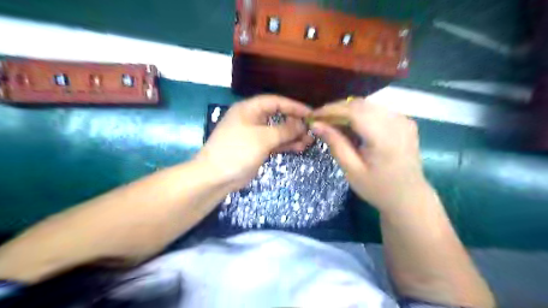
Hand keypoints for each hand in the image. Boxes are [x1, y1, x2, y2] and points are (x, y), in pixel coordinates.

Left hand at [193, 95, 312, 189]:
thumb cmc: (237, 151)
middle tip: (311, 130)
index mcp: (249, 109)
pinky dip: (286, 145)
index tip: (310, 114)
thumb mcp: (263, 138)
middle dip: (295, 123)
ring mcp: (255, 135)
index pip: (275, 102)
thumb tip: (301, 124)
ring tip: (309, 141)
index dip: (294, 106)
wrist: (216, 177)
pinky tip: (299, 148)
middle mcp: (252, 119)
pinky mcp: (257, 148)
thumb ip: (284, 130)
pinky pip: (275, 143)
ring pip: (278, 131)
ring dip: (293, 136)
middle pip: (278, 116)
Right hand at [310, 97, 425, 212]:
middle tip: (320, 120)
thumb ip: (335, 144)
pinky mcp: (405, 121)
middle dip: (337, 109)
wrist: (409, 197)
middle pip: (360, 105)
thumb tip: (316, 124)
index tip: (313, 115)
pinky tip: (351, 125)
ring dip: (347, 111)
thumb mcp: (352, 170)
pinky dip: (360, 114)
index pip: (353, 111)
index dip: (331, 110)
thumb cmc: (378, 189)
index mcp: (384, 137)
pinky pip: (377, 110)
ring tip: (332, 123)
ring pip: (368, 105)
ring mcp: (403, 120)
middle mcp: (396, 122)